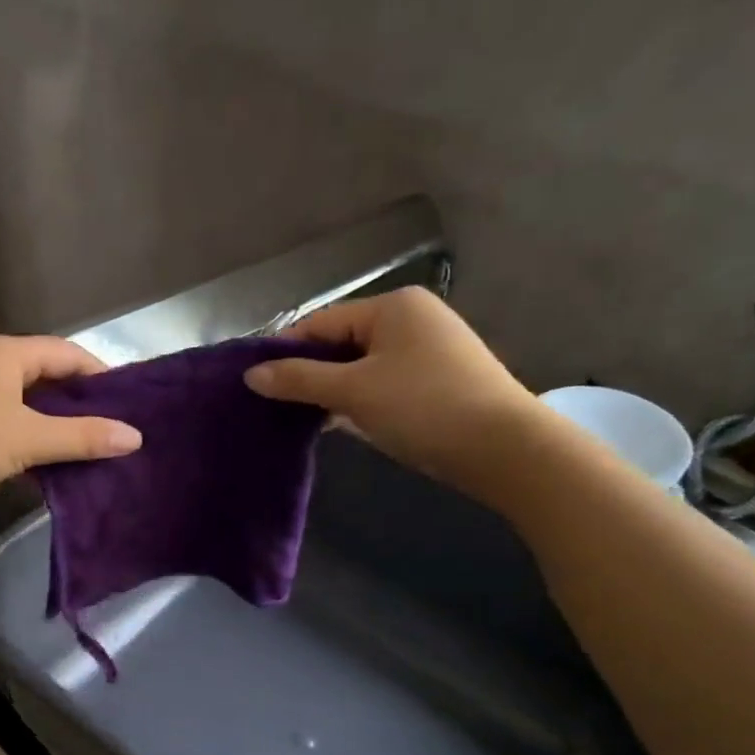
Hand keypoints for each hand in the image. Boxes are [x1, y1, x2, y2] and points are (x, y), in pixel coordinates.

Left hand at [0, 334, 141, 514]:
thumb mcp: (28, 439)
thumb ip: (82, 437)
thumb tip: (135, 437)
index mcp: (6, 353)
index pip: (67, 353)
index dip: (101, 376)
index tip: (130, 404)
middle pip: (47, 376)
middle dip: (80, 403)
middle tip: (115, 430)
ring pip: (27, 402)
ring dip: (56, 424)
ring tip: (90, 448)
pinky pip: (7, 422)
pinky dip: (31, 437)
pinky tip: (50, 463)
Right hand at [244, 288, 539, 496]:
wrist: (503, 448)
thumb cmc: (422, 406)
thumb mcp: (353, 391)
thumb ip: (299, 379)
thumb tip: (251, 374)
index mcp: (391, 307)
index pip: (320, 322)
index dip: (285, 351)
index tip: (256, 385)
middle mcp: (411, 318)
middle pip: (340, 342)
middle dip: (309, 373)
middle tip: (276, 406)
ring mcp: (428, 349)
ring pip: (360, 365)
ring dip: (332, 390)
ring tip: (302, 418)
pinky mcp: (437, 380)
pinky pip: (382, 382)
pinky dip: (358, 399)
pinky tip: (339, 423)